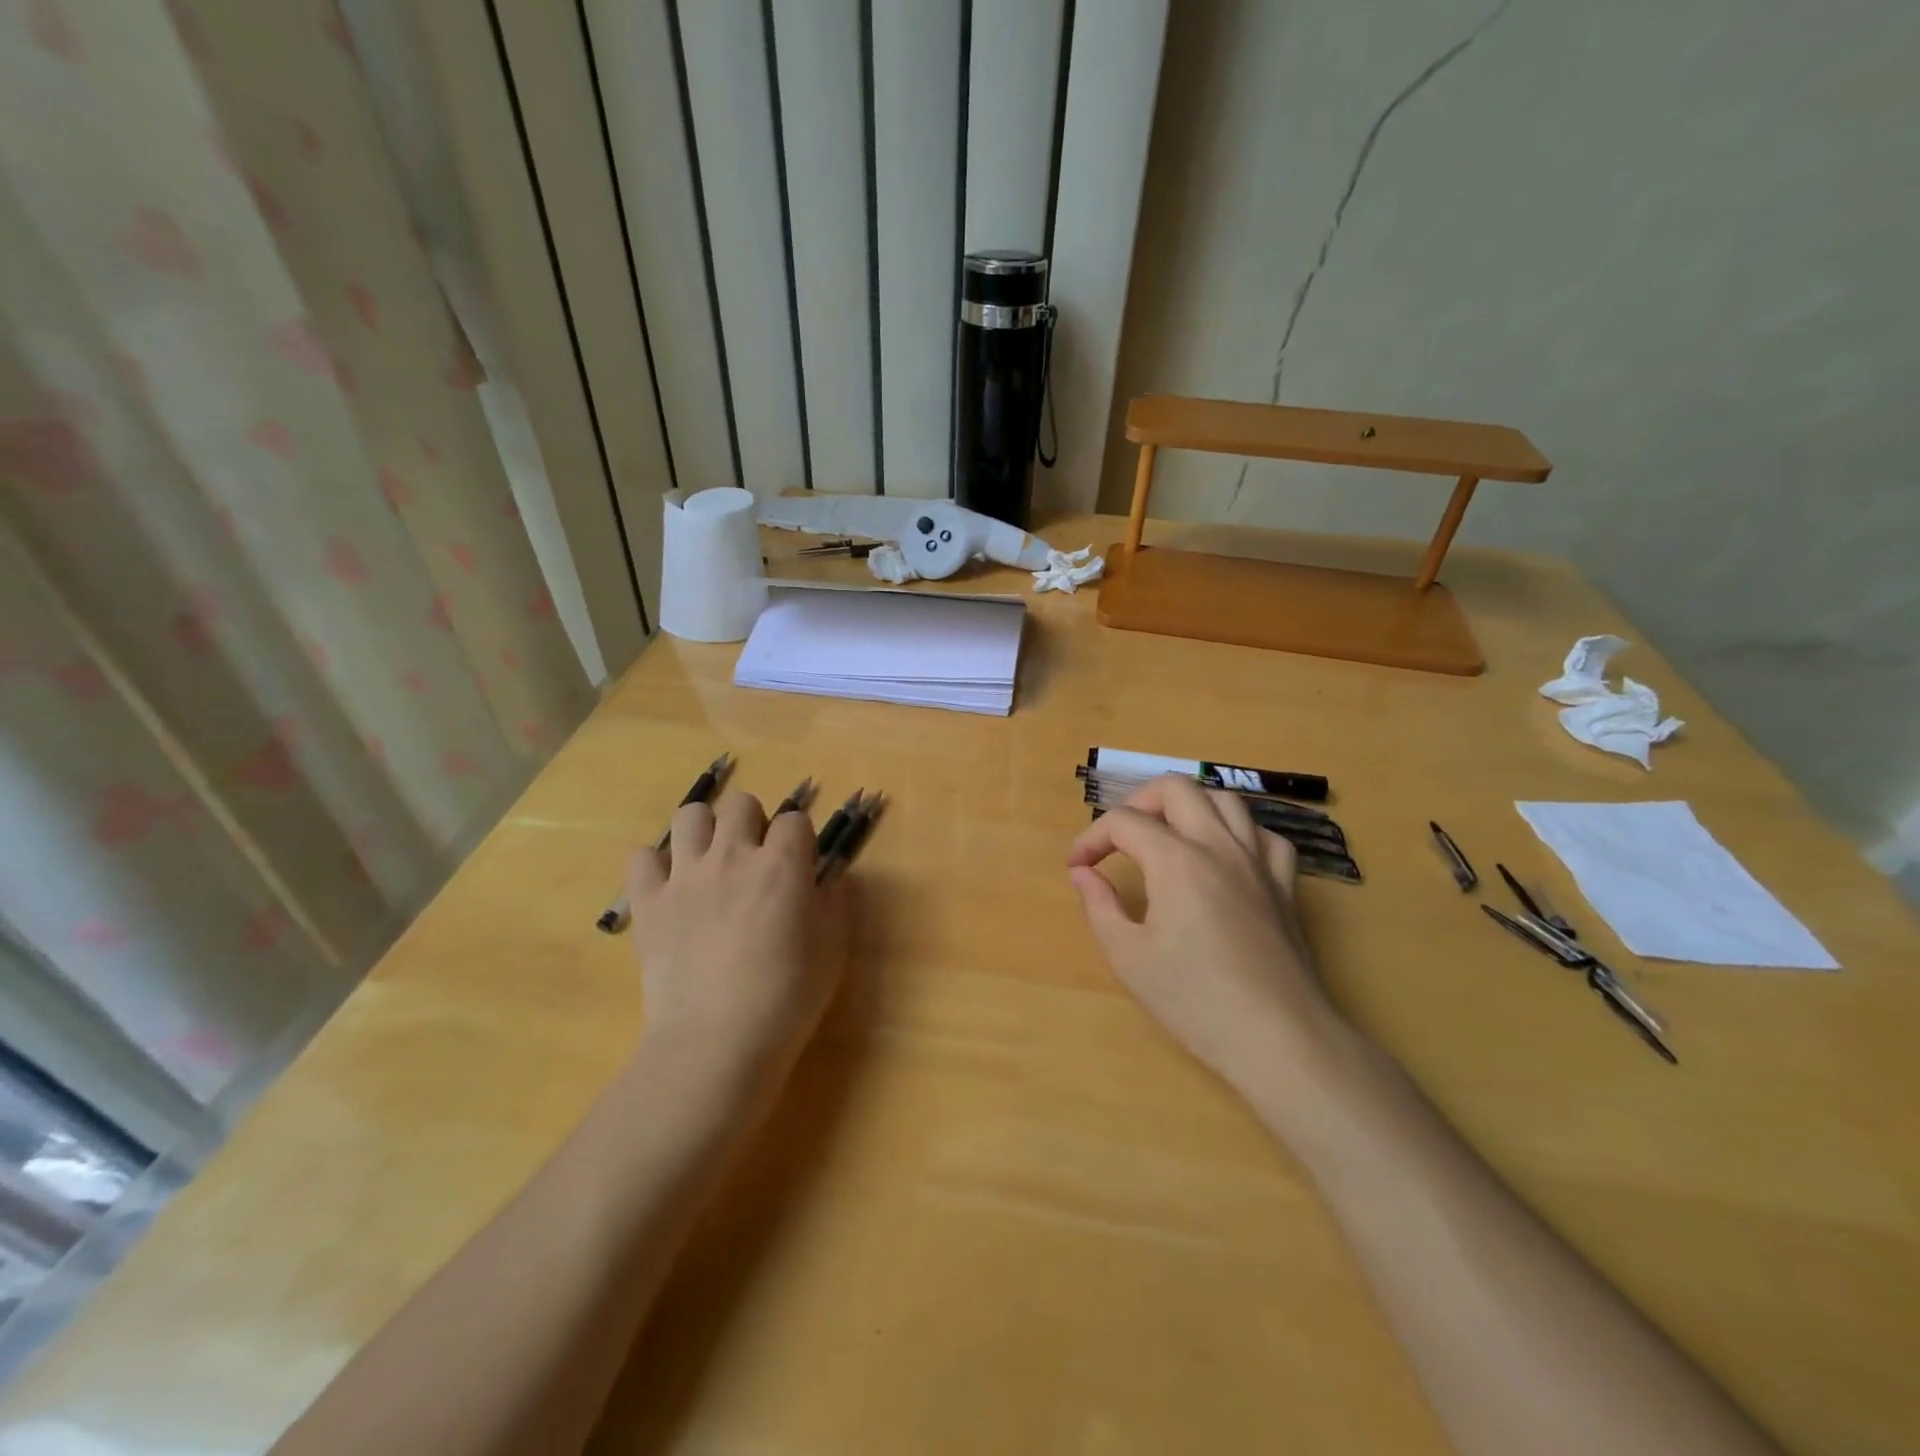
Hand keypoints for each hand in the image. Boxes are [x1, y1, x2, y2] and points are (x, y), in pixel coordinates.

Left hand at [627, 790, 849, 1097]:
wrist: (717, 1041)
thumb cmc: (787, 997)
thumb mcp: (833, 949)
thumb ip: (838, 903)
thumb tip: (834, 880)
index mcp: (782, 865)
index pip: (795, 820)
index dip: (801, 840)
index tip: (801, 866)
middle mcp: (733, 855)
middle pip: (742, 804)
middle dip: (754, 823)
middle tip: (757, 860)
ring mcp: (685, 876)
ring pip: (690, 815)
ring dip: (706, 831)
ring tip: (712, 862)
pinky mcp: (648, 902)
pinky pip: (641, 858)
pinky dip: (655, 866)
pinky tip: (670, 888)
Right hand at [1066, 776, 1342, 1092]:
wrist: (1278, 1038)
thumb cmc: (1195, 1000)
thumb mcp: (1129, 957)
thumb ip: (1100, 906)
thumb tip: (1083, 873)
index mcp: (1176, 860)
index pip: (1124, 823)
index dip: (1091, 838)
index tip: (1077, 866)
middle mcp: (1219, 845)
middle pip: (1176, 788)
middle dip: (1138, 802)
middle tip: (1120, 838)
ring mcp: (1258, 861)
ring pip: (1224, 800)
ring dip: (1188, 807)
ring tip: (1168, 836)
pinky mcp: (1284, 885)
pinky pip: (1265, 835)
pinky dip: (1239, 832)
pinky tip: (1225, 856)